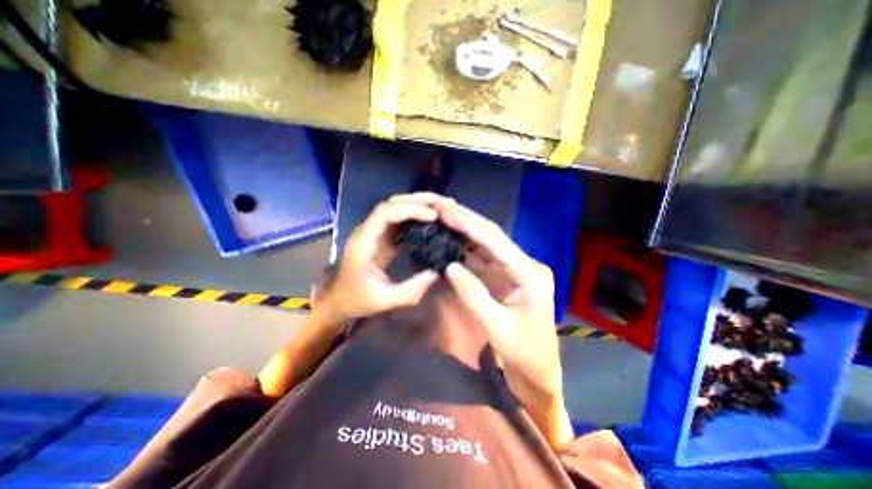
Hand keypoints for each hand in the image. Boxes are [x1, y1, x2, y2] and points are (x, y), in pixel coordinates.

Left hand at [317, 193, 445, 324]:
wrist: (340, 301)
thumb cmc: (357, 300)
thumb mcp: (385, 300)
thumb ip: (411, 290)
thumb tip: (436, 273)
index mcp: (364, 241)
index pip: (386, 213)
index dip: (410, 209)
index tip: (433, 216)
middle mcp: (369, 230)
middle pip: (392, 203)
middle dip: (419, 200)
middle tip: (444, 202)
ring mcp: (376, 232)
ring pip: (397, 208)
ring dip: (419, 204)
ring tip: (442, 206)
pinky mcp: (383, 237)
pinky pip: (400, 220)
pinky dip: (417, 216)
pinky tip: (432, 219)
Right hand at [435, 200, 572, 448]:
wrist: (538, 369)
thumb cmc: (523, 352)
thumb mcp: (497, 327)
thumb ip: (473, 294)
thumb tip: (449, 266)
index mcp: (531, 274)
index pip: (496, 242)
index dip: (470, 226)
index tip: (447, 213)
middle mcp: (526, 265)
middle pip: (493, 237)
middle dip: (468, 221)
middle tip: (443, 208)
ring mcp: (516, 270)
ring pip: (488, 245)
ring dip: (467, 231)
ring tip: (445, 218)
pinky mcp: (507, 277)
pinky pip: (485, 259)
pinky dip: (468, 249)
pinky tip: (454, 240)